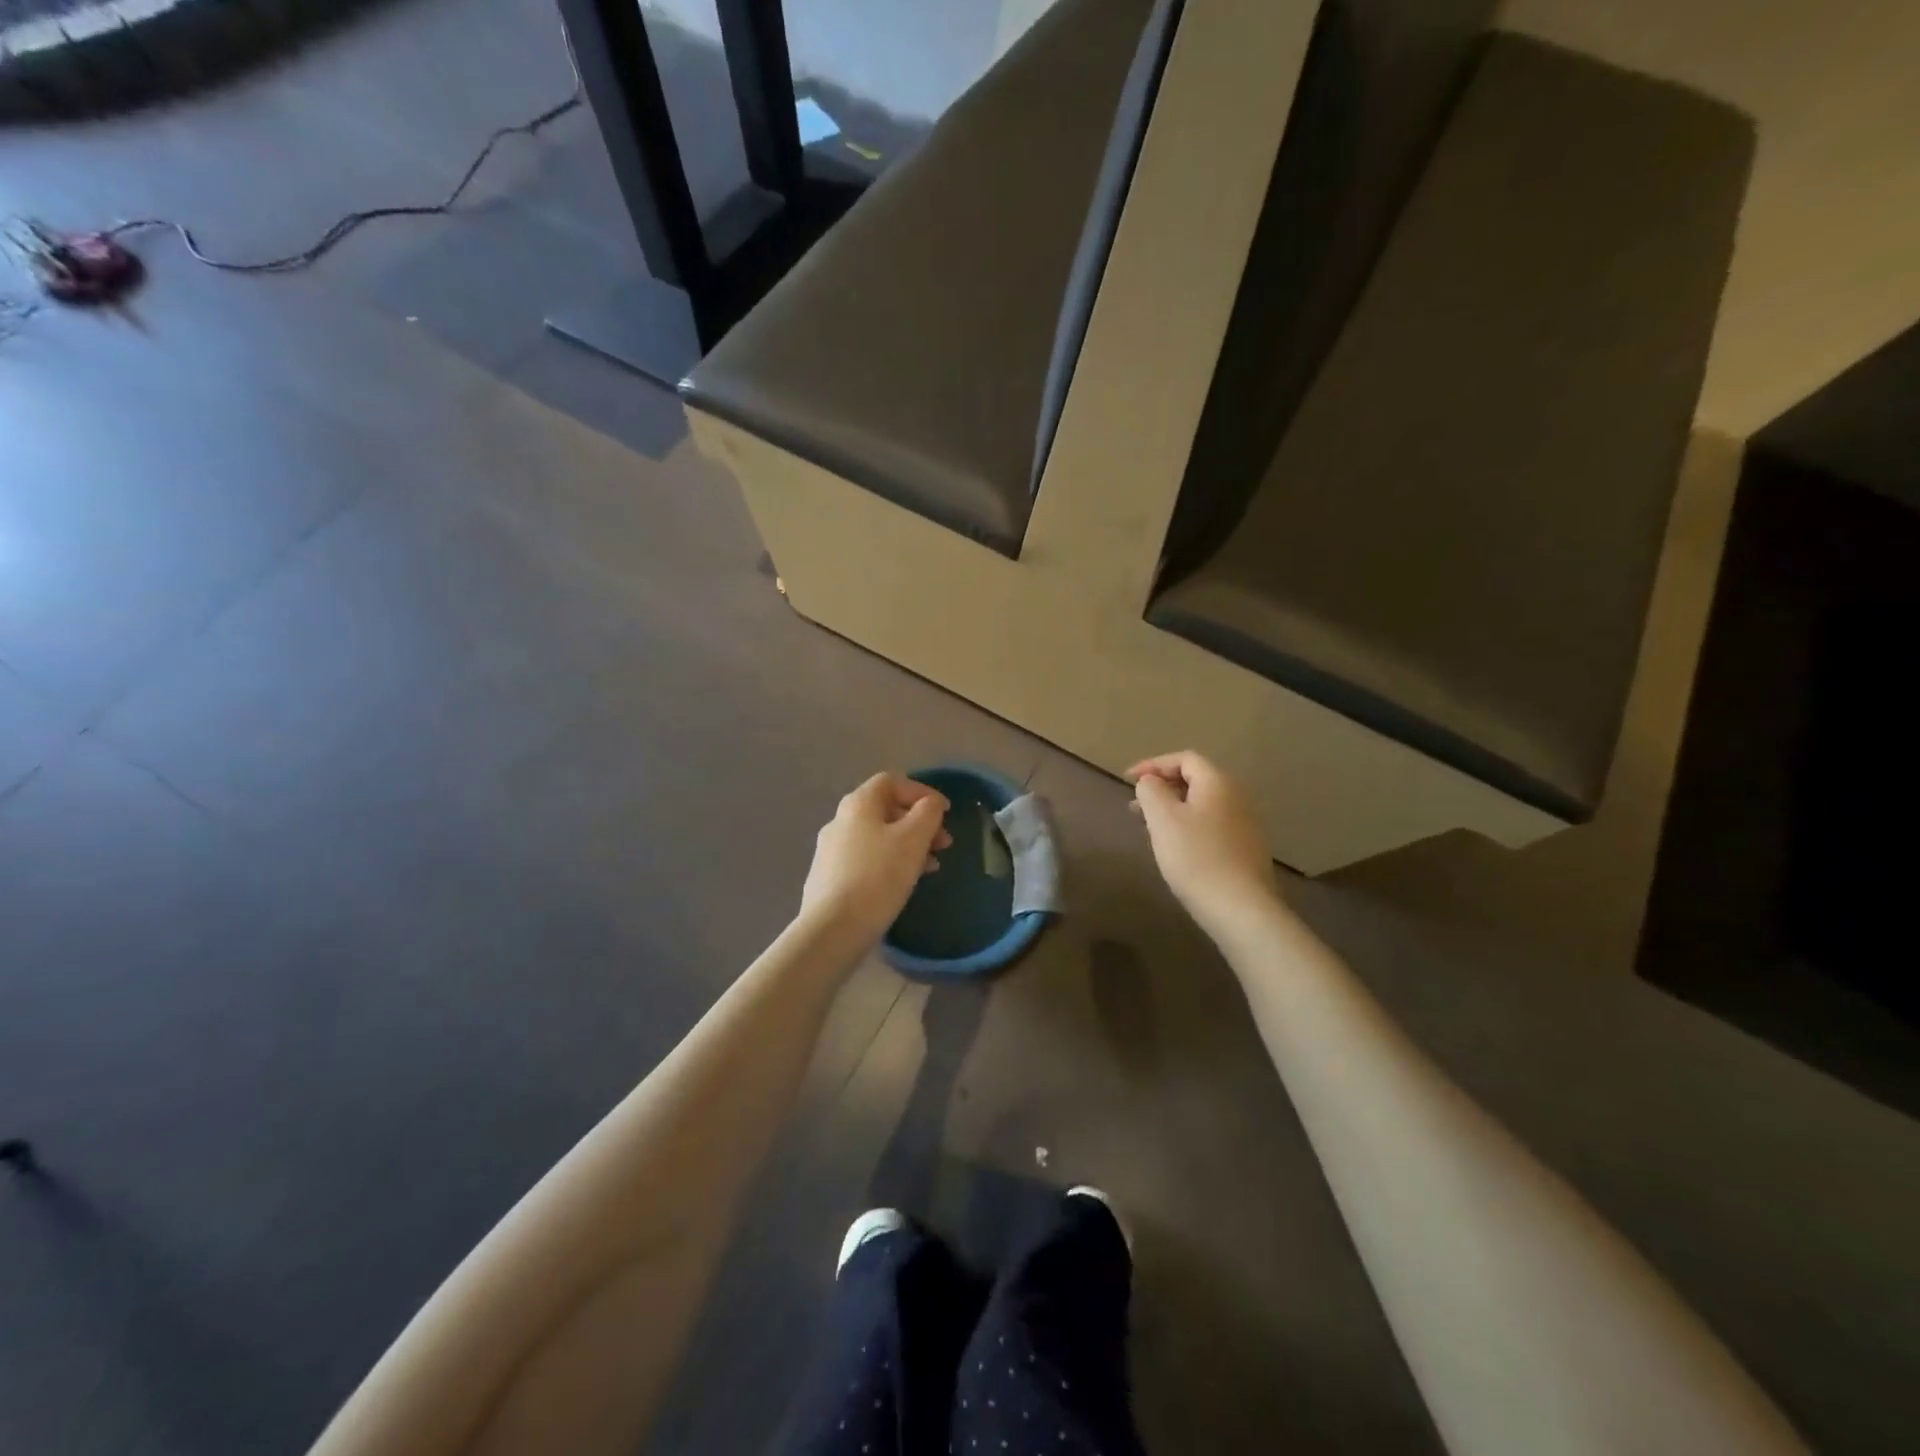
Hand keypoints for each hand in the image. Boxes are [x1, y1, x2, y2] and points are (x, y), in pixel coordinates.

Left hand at [800, 773, 952, 946]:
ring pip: (877, 836)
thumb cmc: (878, 876)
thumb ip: (927, 813)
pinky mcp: (829, 877)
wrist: (833, 929)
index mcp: (858, 804)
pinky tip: (904, 883)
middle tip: (943, 844)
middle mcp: (840, 820)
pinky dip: (890, 862)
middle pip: (885, 809)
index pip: (892, 782)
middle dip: (919, 823)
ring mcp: (831, 850)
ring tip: (931, 867)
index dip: (922, 791)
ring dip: (908, 845)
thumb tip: (930, 803)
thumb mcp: (913, 839)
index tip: (945, 813)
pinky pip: (866, 859)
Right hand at [1125, 751, 1278, 937]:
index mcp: (1217, 783)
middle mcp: (1236, 797)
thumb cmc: (1196, 857)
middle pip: (1195, 780)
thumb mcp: (1163, 819)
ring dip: (1172, 809)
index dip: (1153, 764)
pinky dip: (1187, 826)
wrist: (1240, 908)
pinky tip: (1174, 848)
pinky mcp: (1245, 849)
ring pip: (1201, 805)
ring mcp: (1244, 824)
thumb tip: (1150, 781)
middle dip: (1161, 788)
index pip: (1184, 758)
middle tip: (1134, 806)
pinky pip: (1210, 825)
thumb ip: (1151, 791)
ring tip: (1148, 828)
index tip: (1127, 781)